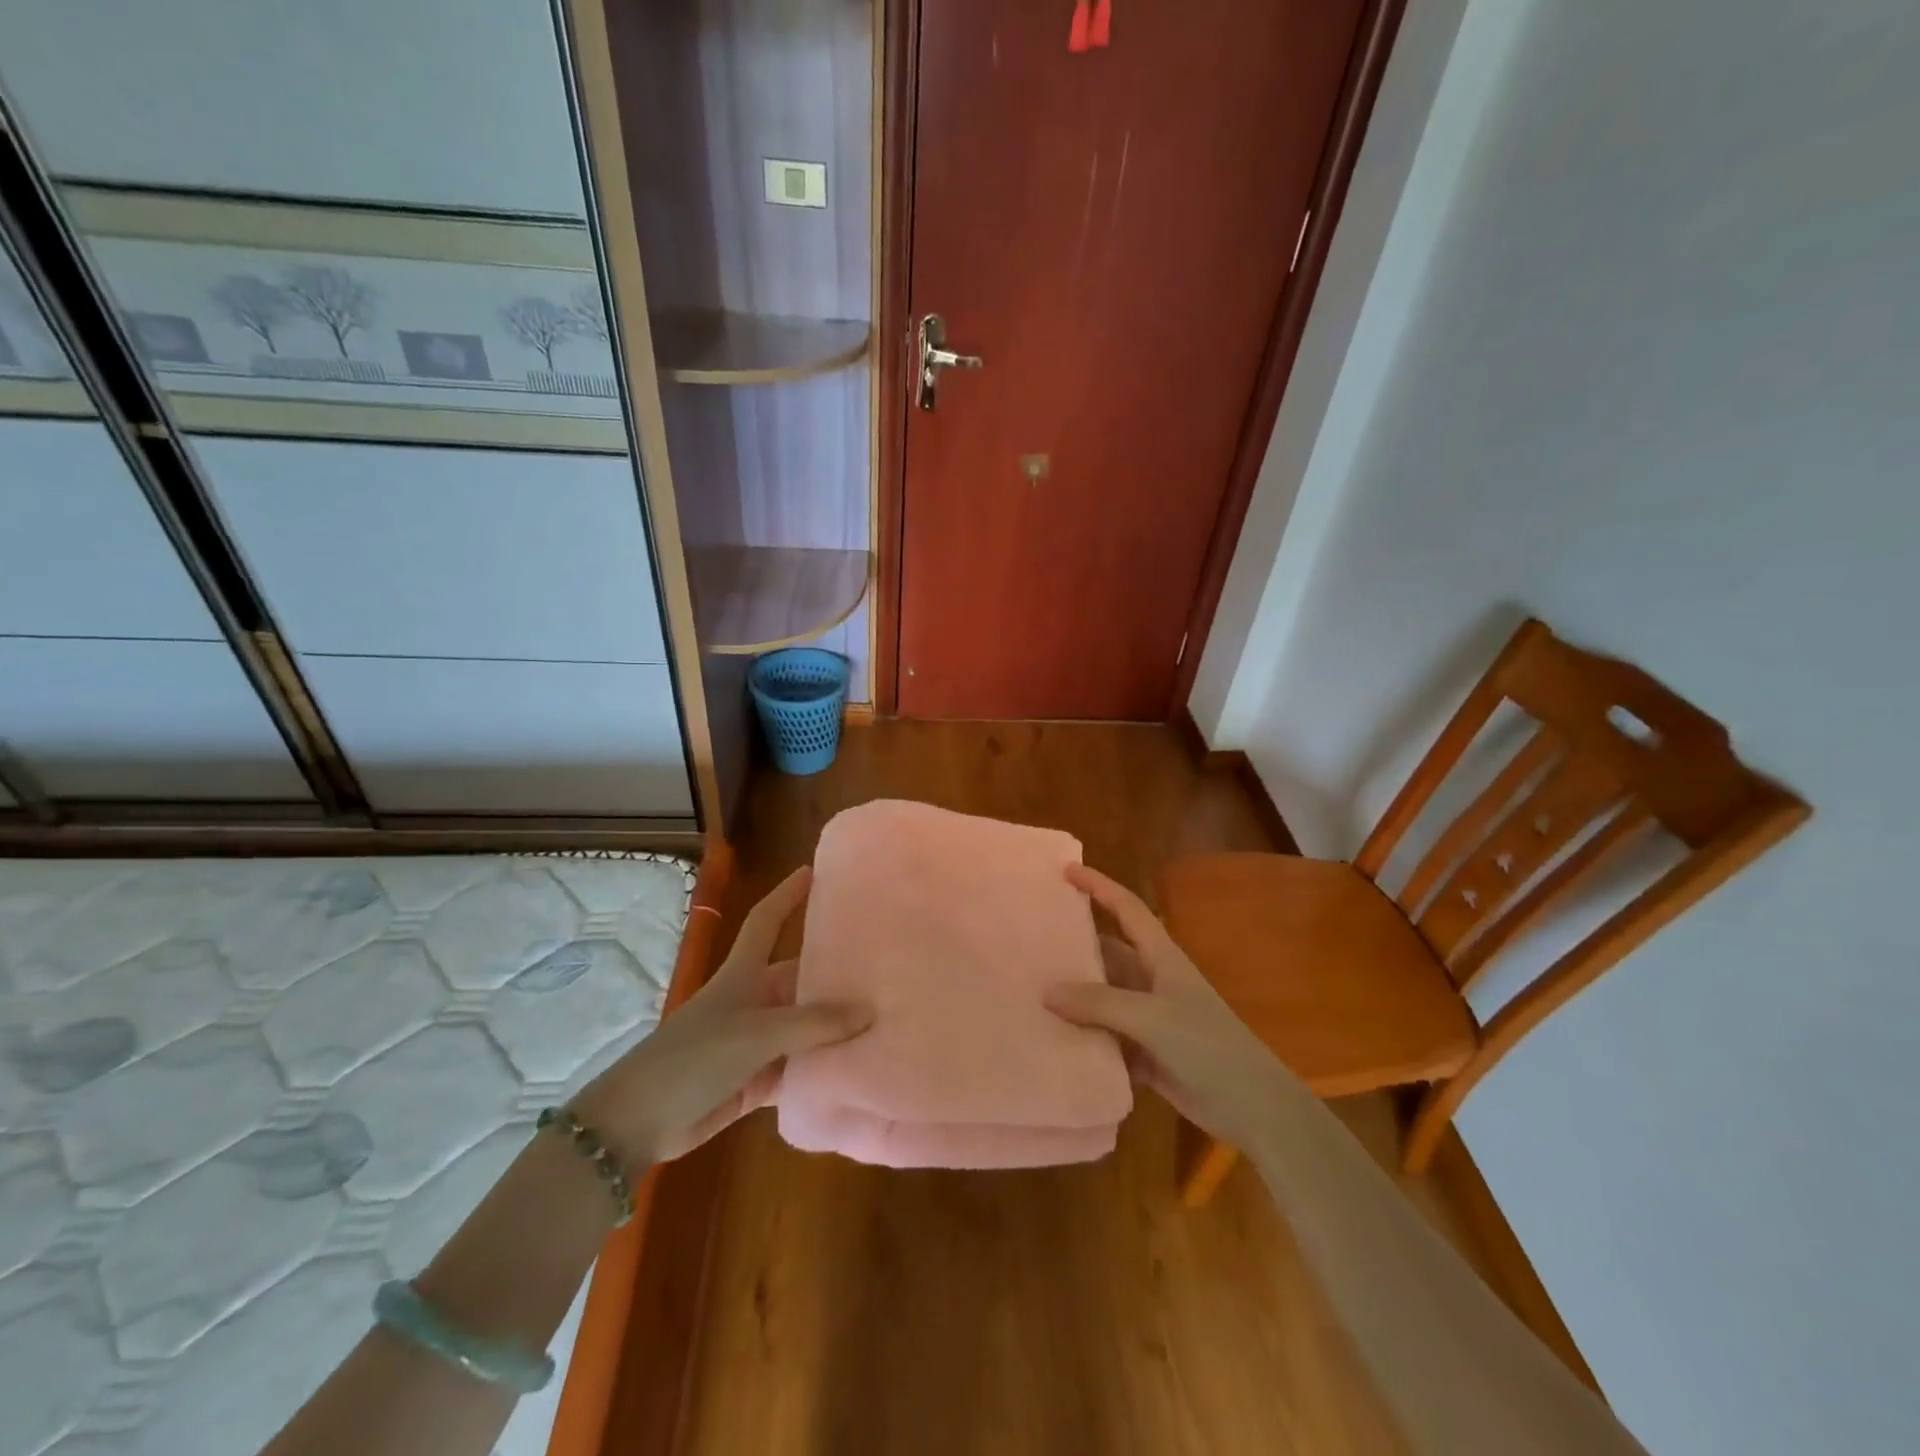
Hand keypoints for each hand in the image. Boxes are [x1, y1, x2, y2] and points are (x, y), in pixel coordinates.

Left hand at [576, 867, 872, 1167]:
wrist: (639, 1123)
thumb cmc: (694, 1058)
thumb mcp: (756, 1033)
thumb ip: (813, 1024)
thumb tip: (868, 1011)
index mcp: (744, 974)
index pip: (767, 920)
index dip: (787, 894)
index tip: (816, 871)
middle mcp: (754, 1001)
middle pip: (801, 977)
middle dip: (836, 972)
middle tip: (885, 966)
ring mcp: (756, 1043)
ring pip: (806, 1027)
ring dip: (836, 1027)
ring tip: (887, 1018)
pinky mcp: (757, 1081)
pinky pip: (800, 1070)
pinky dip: (824, 1071)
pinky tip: (860, 1070)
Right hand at [1046, 864, 1298, 1155]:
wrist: (1254, 1108)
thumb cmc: (1208, 1047)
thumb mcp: (1152, 1018)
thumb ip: (1099, 1003)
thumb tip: (1047, 990)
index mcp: (1161, 958)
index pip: (1127, 909)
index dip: (1099, 886)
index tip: (1066, 870)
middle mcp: (1152, 981)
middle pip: (1108, 952)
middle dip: (1074, 945)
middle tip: (1029, 939)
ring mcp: (1149, 1019)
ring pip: (1102, 997)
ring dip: (1074, 996)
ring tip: (1028, 989)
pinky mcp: (1145, 1054)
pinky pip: (1105, 1037)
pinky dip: (1082, 1037)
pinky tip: (1051, 1039)